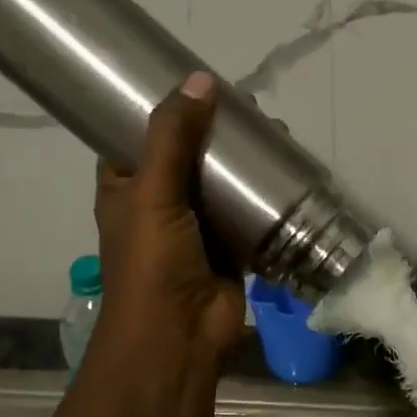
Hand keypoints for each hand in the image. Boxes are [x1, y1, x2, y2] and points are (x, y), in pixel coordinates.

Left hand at [90, 71, 246, 380]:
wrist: (177, 336)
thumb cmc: (152, 262)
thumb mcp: (153, 192)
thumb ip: (174, 137)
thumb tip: (201, 80)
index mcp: (126, 186)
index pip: (139, 135)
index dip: (163, 109)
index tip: (196, 84)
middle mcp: (160, 201)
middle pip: (190, 153)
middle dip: (217, 130)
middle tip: (250, 106)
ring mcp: (198, 225)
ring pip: (223, 181)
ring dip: (245, 160)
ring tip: (276, 131)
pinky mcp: (231, 245)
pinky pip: (250, 210)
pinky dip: (266, 193)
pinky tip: (290, 170)